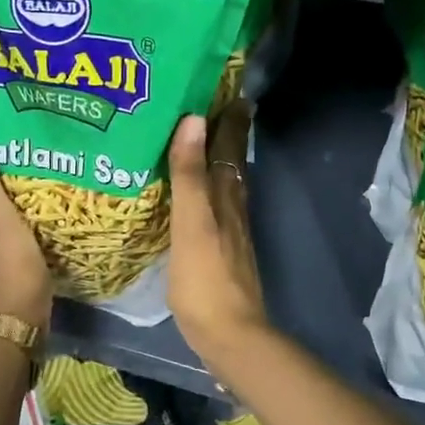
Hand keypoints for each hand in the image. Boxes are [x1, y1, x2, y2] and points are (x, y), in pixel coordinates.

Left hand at [0, 111, 50, 329]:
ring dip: (20, 187)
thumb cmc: (5, 262)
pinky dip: (27, 211)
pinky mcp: (3, 257)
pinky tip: (50, 205)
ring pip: (1, 202)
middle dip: (10, 163)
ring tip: (54, 166)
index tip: (22, 122)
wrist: (14, 323)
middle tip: (46, 142)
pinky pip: (15, 222)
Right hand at [167, 103, 269, 366]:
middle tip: (218, 106)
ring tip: (208, 141)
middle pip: (233, 162)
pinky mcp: (223, 253)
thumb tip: (194, 120)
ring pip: (229, 184)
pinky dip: (213, 189)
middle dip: (227, 134)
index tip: (231, 90)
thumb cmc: (205, 279)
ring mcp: (231, 232)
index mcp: (226, 197)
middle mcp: (233, 208)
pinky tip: (202, 196)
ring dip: (222, 160)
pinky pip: (219, 207)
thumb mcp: (192, 223)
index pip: (230, 147)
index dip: (230, 120)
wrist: (230, 334)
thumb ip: (190, 175)